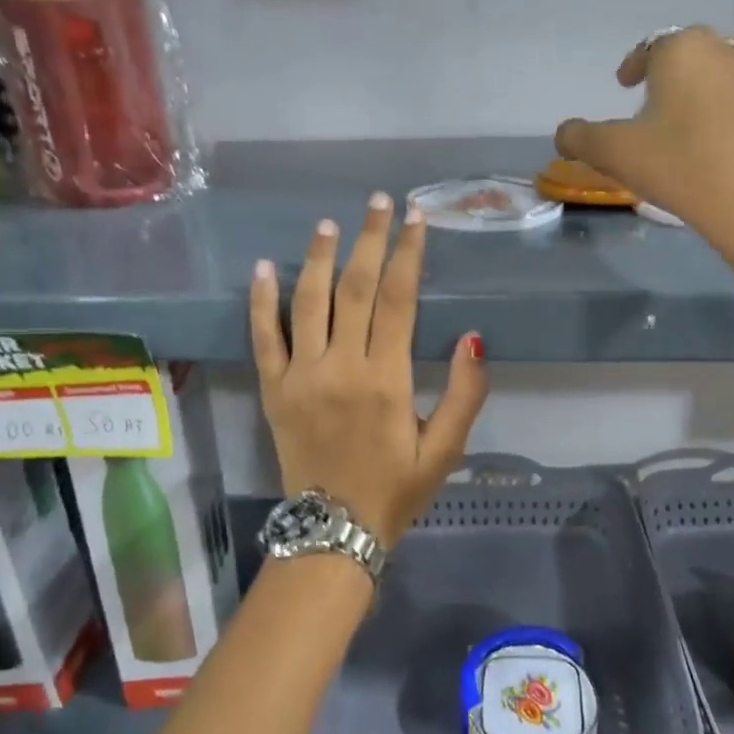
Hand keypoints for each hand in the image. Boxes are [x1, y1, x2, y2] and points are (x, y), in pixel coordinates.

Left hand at [250, 195, 488, 547]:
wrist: (334, 532)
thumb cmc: (396, 489)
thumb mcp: (445, 449)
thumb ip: (465, 394)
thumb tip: (472, 338)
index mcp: (386, 379)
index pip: (397, 300)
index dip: (407, 255)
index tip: (415, 220)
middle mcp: (341, 367)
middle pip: (354, 289)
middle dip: (369, 240)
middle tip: (378, 202)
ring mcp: (301, 376)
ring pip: (308, 303)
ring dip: (319, 258)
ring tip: (329, 223)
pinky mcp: (273, 389)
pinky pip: (263, 338)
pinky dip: (261, 302)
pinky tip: (264, 268)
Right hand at [555, 26, 733, 314]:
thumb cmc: (678, 166)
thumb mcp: (613, 154)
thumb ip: (579, 138)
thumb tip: (564, 133)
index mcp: (681, 52)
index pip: (651, 45)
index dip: (634, 64)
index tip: (625, 85)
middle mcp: (725, 50)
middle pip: (696, 43)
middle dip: (675, 63)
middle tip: (660, 95)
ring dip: (722, 66)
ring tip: (707, 98)